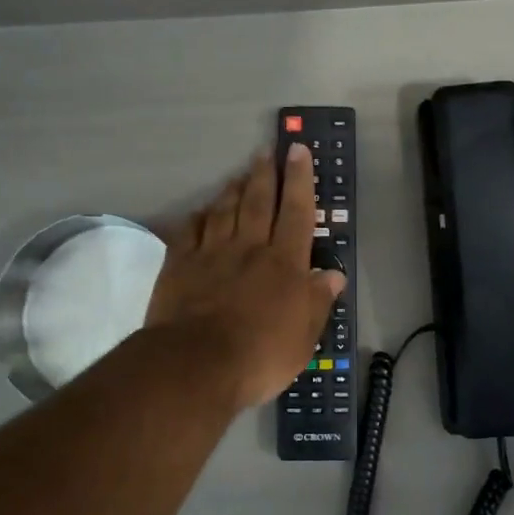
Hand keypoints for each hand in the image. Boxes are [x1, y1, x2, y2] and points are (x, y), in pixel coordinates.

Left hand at [144, 144, 344, 410]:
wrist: (196, 364)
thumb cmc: (260, 355)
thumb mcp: (304, 337)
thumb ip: (318, 302)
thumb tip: (334, 275)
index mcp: (284, 263)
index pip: (296, 212)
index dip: (300, 180)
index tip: (298, 151)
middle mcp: (249, 249)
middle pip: (258, 202)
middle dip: (266, 173)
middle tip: (268, 150)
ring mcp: (210, 254)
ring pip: (223, 210)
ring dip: (233, 188)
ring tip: (239, 173)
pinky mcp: (179, 265)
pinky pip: (189, 231)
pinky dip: (197, 217)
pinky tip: (200, 210)